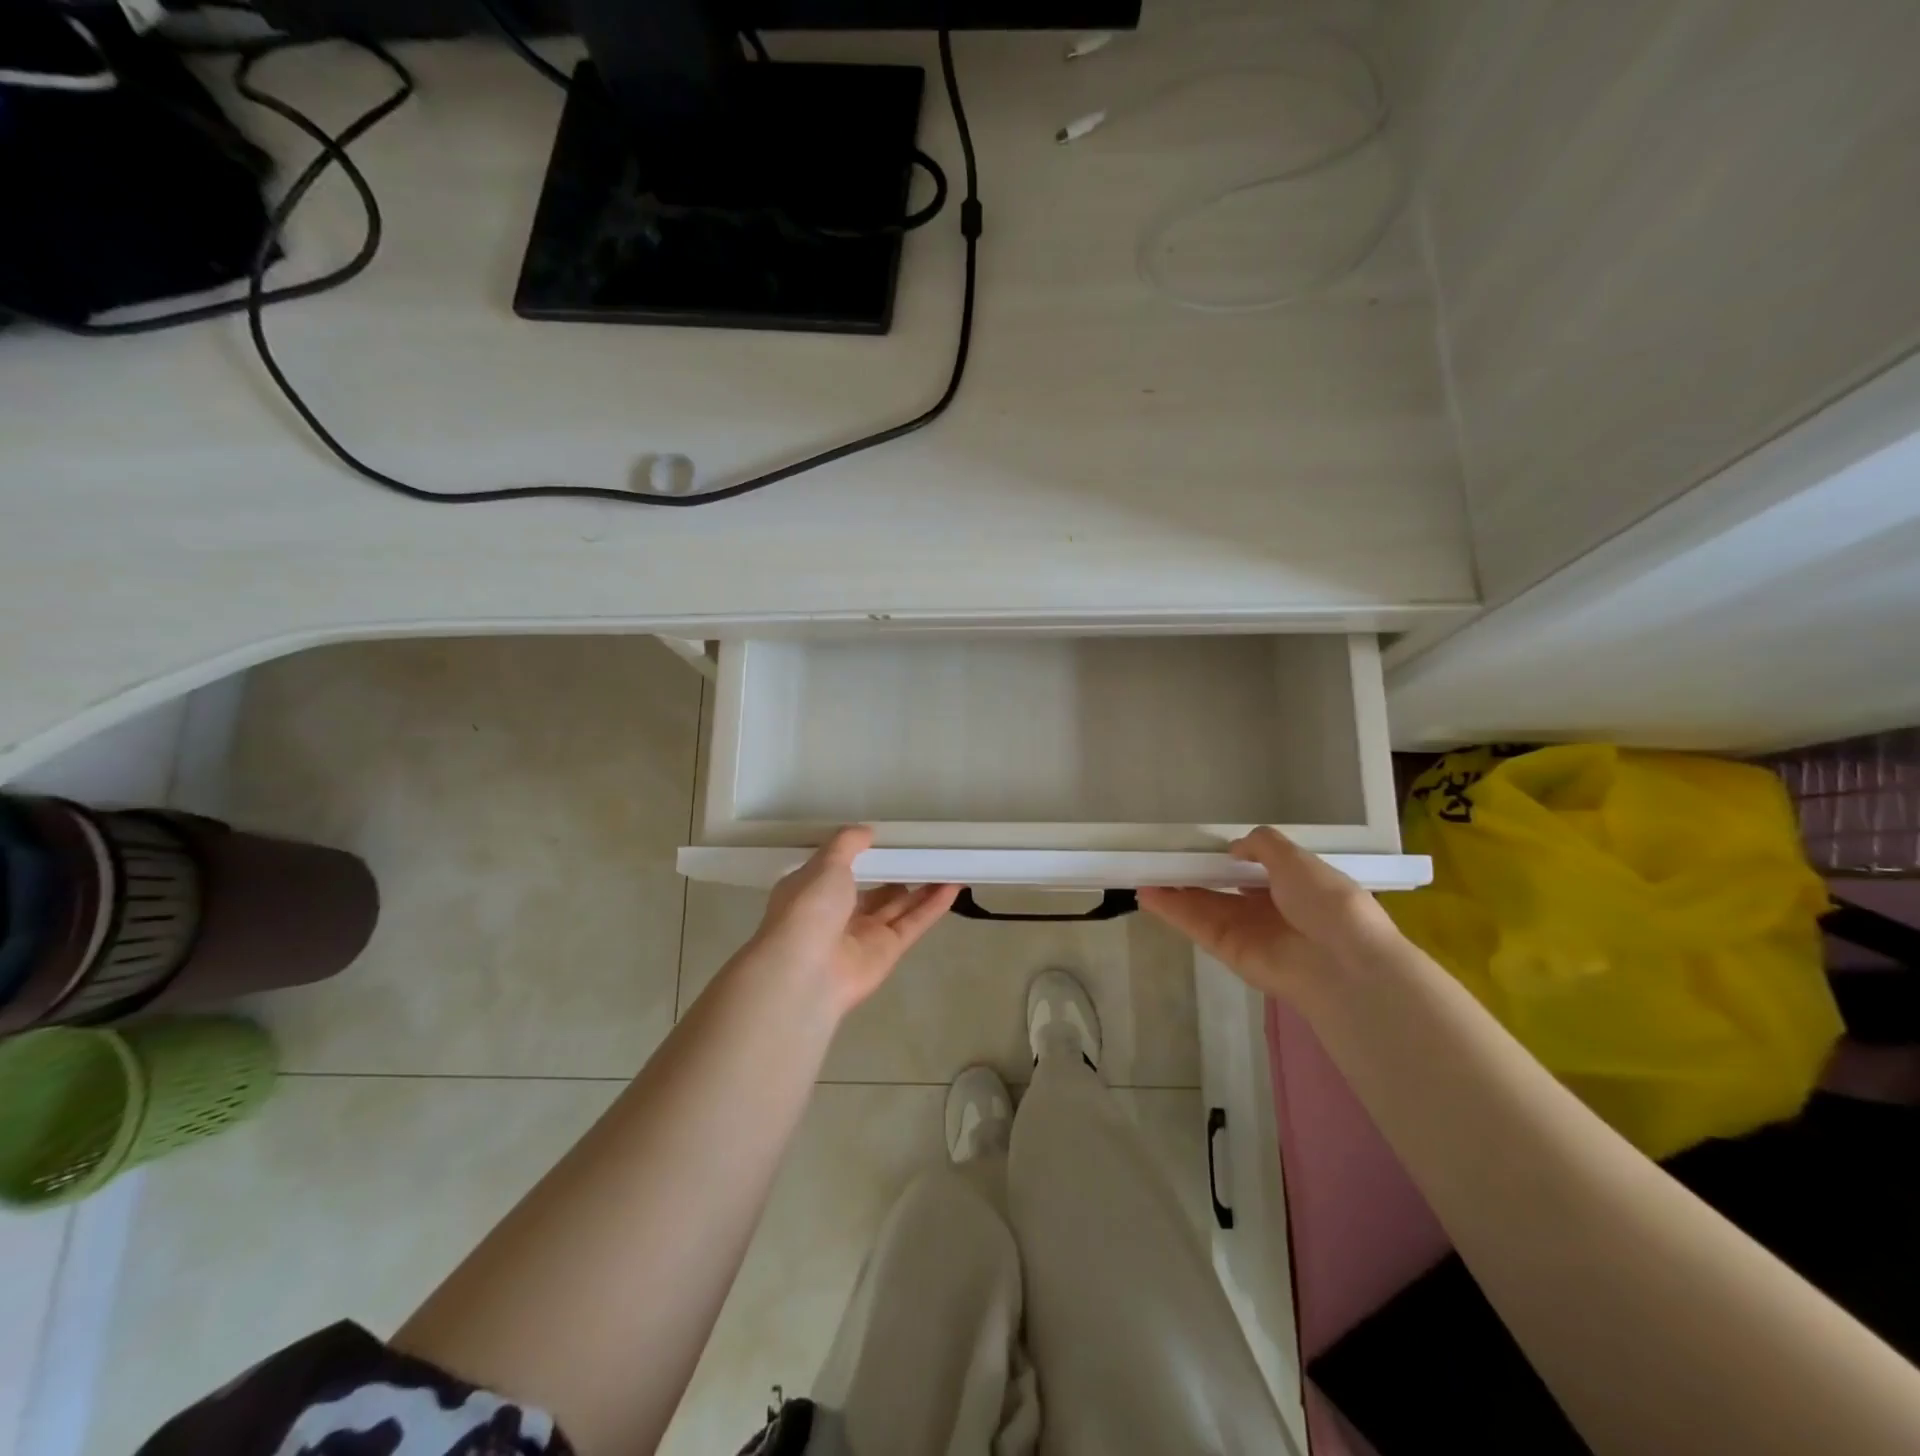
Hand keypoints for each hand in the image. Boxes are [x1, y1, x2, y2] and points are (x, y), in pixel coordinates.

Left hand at [747, 827, 958, 1016]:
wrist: (805, 973)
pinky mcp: (887, 952)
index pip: (839, 870)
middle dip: (897, 872)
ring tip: (947, 864)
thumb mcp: (825, 864)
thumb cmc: (809, 909)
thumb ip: (847, 843)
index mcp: (813, 891)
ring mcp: (863, 935)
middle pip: (874, 890)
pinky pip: (913, 923)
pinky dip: (933, 906)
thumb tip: (866, 831)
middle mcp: (837, 914)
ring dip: (922, 887)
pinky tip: (953, 886)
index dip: (862, 856)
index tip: (887, 840)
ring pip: (898, 907)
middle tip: (924, 852)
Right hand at [1138, 827, 1392, 1001]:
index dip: (1228, 858)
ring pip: (1202, 906)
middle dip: (1193, 874)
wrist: (1342, 964)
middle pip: (1221, 889)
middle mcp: (1267, 909)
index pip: (1254, 870)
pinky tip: (1148, 893)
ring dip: (1174, 890)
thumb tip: (1234, 847)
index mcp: (1292, 886)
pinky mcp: (1227, 950)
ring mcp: (1245, 931)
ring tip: (1142, 871)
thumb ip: (1263, 846)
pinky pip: (1196, 925)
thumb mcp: (1298, 861)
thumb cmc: (1327, 904)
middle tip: (1161, 858)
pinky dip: (1172, 910)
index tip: (1201, 845)